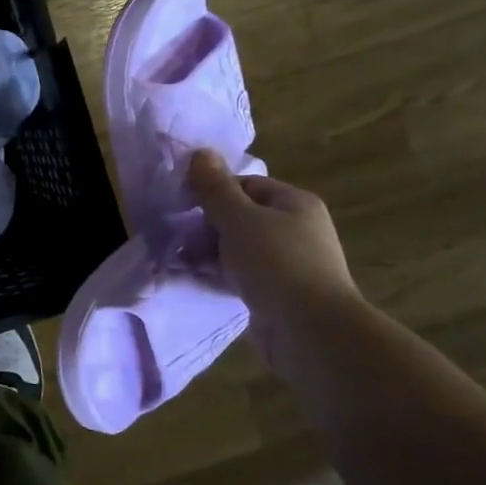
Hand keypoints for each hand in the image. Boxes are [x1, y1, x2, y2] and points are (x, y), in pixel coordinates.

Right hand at [188, 151, 359, 321]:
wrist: (311, 331)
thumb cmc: (277, 263)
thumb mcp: (239, 219)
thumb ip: (215, 188)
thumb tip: (200, 153)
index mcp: (294, 203)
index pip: (246, 185)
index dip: (214, 192)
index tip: (183, 205)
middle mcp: (294, 229)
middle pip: (240, 217)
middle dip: (205, 225)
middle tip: (175, 235)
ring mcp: (286, 264)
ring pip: (237, 248)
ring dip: (207, 252)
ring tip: (174, 259)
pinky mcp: (275, 294)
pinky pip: (239, 276)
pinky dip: (216, 275)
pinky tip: (190, 278)